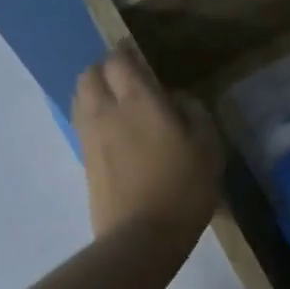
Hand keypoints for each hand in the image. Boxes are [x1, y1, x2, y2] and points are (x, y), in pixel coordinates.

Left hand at [73, 47, 221, 246]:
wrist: (142, 237)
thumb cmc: (183, 188)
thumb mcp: (208, 148)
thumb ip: (195, 113)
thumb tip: (177, 98)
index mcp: (138, 101)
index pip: (119, 60)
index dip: (127, 52)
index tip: (140, 53)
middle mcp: (106, 111)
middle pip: (90, 74)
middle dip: (106, 68)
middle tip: (129, 77)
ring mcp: (89, 137)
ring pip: (81, 97)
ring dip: (95, 90)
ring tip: (118, 101)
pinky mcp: (84, 160)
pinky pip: (82, 122)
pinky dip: (93, 115)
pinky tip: (114, 129)